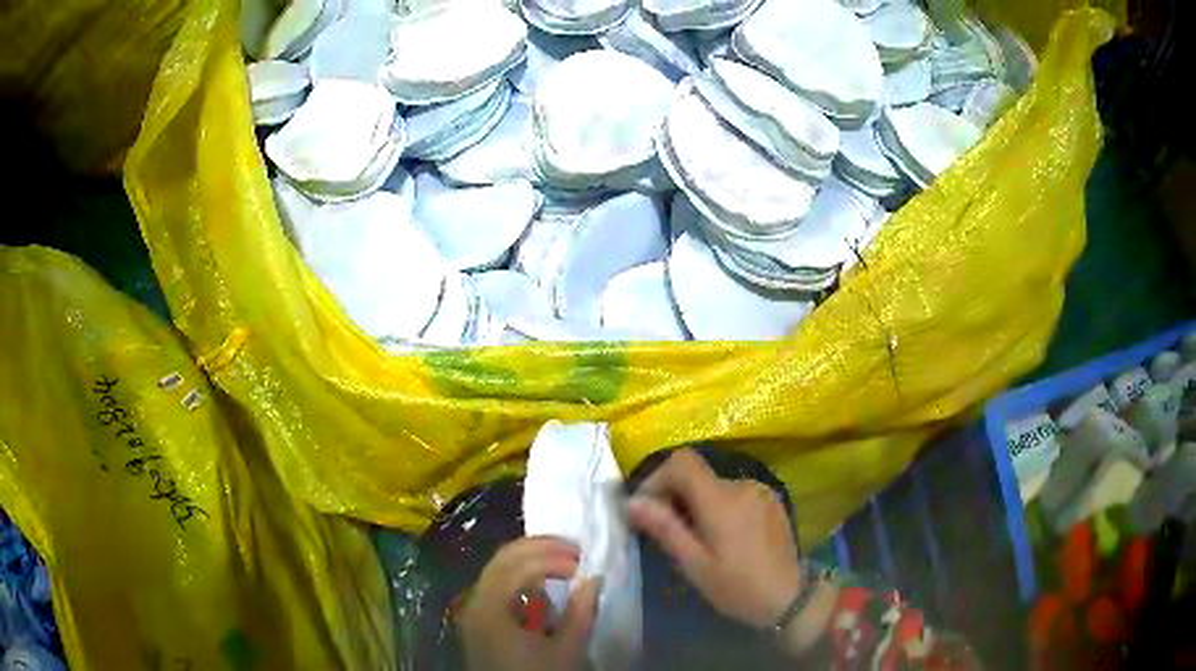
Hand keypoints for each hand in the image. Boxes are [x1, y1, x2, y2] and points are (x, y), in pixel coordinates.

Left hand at [455, 536, 602, 670]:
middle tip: (574, 550)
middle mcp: (475, 602)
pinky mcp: (477, 621)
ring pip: (497, 569)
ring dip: (529, 560)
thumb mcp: (567, 651)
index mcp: (492, 608)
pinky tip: (542, 589)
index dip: (552, 557)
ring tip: (562, 564)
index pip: (519, 565)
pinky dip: (519, 578)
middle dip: (540, 547)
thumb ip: (582, 612)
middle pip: (503, 558)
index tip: (583, 562)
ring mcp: (472, 611)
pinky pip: (495, 586)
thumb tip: (596, 578)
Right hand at [627, 450, 801, 628]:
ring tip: (697, 538)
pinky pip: (736, 494)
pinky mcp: (772, 501)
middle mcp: (742, 485)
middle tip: (668, 531)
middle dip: (676, 496)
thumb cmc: (736, 586)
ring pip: (716, 486)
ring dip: (699, 503)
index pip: (682, 461)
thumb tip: (632, 502)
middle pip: (698, 475)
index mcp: (721, 499)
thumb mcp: (694, 564)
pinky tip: (725, 537)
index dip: (658, 477)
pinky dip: (721, 507)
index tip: (647, 506)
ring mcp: (761, 491)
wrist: (789, 598)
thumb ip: (665, 528)